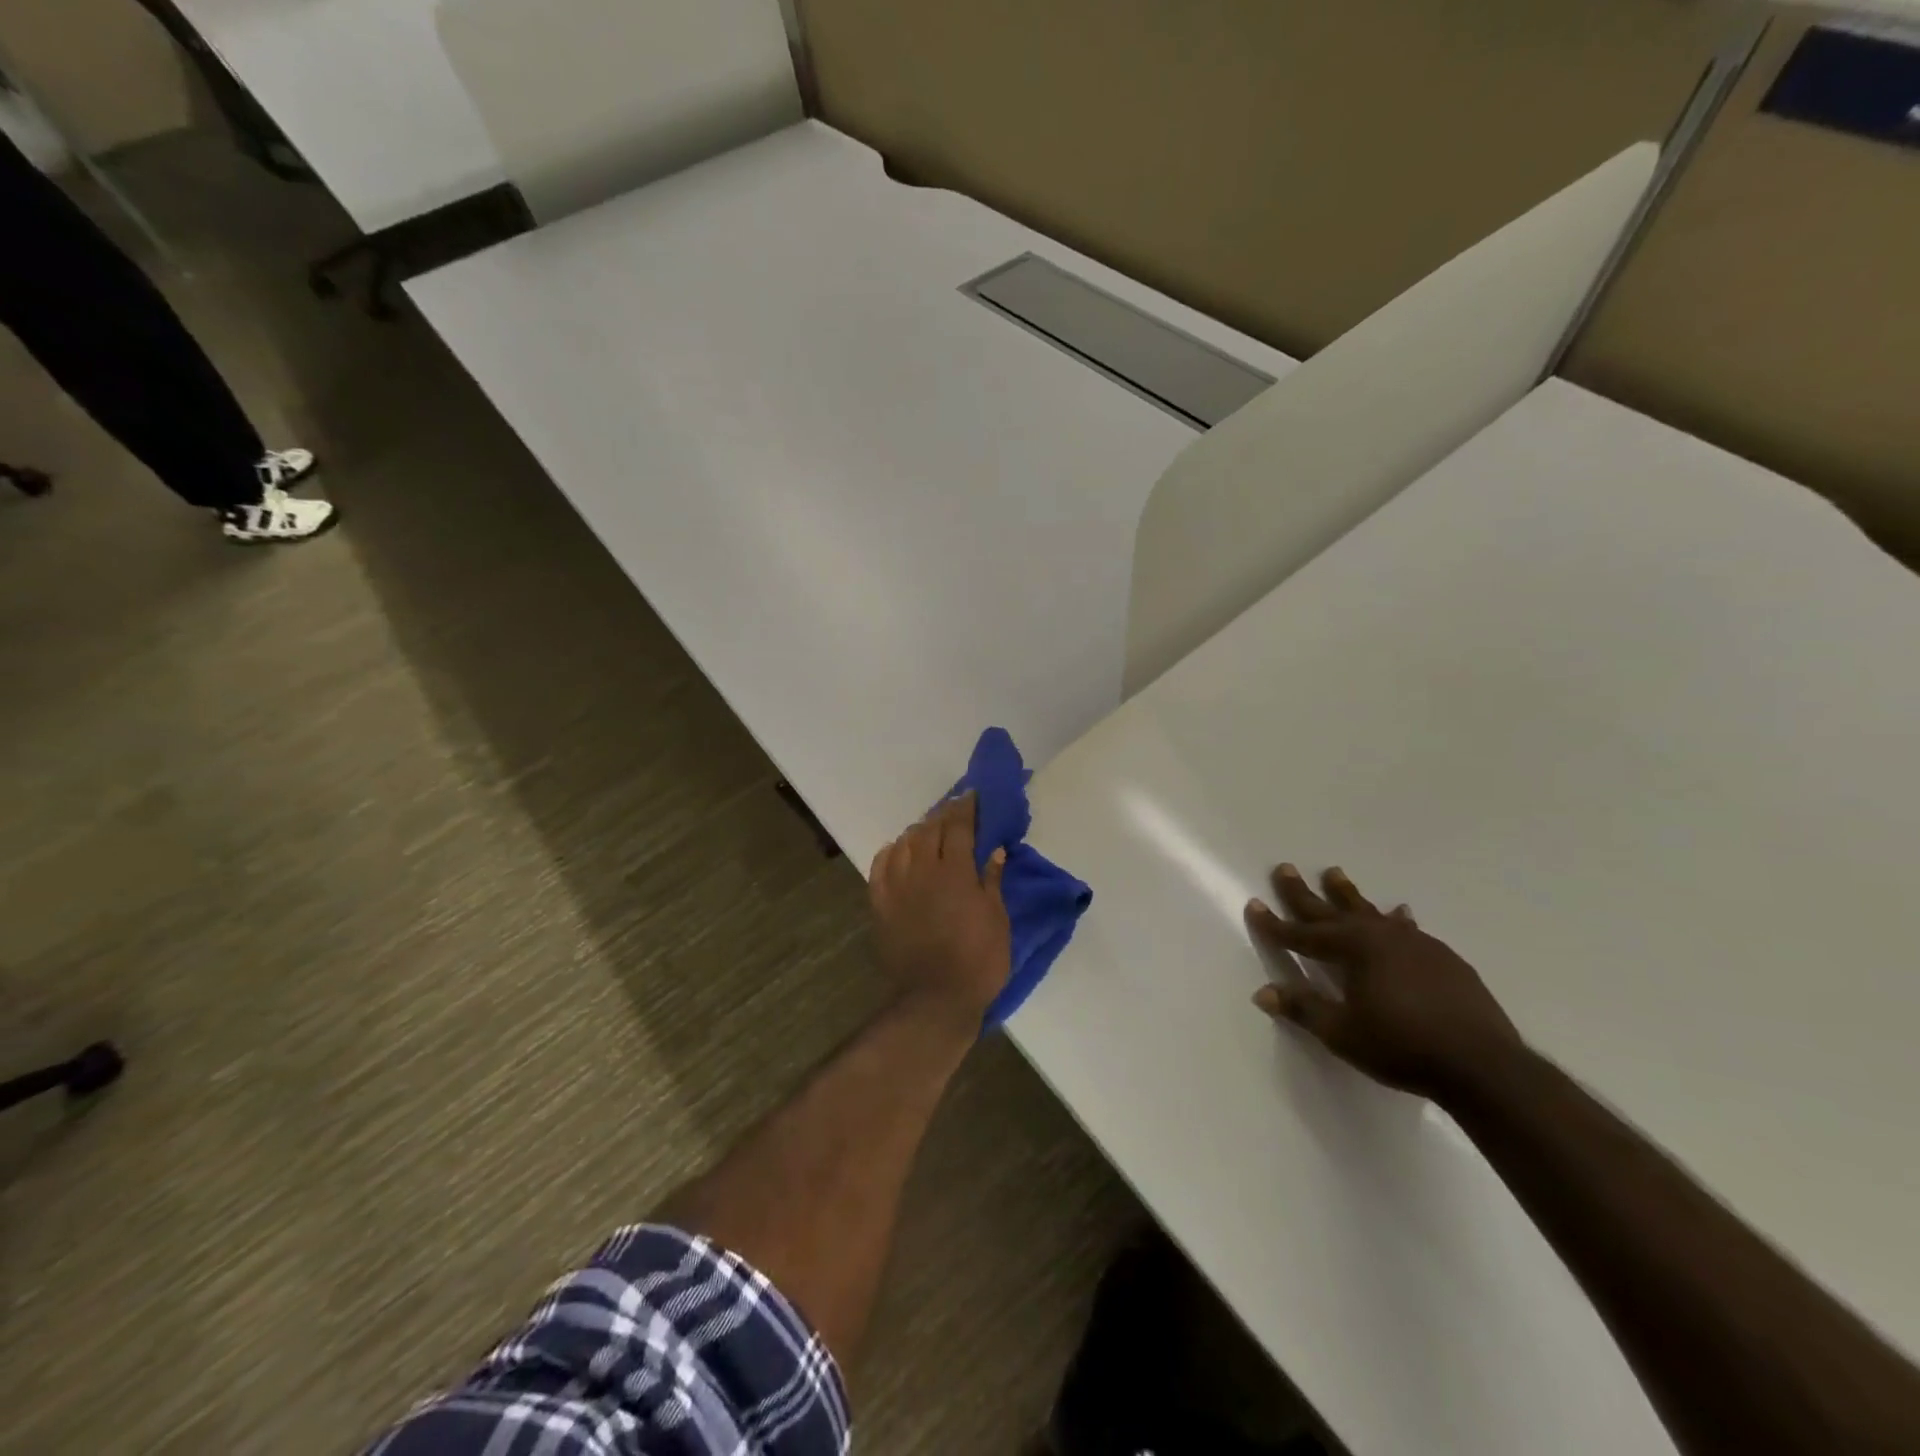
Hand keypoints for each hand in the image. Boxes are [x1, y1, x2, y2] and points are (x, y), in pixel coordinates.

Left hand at [868, 794, 1011, 1029]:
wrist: (934, 999)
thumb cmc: (978, 961)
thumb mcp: (998, 920)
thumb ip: (992, 880)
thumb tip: (994, 849)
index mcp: (956, 872)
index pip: (959, 826)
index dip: (966, 807)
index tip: (972, 796)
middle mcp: (923, 870)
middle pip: (930, 829)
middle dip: (943, 814)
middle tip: (954, 809)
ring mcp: (897, 886)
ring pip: (904, 843)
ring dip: (918, 830)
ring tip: (929, 829)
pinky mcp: (880, 904)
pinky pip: (881, 866)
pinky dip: (891, 852)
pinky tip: (898, 850)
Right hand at [1245, 864, 1521, 1100]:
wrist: (1484, 1066)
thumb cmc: (1402, 1047)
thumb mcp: (1342, 1032)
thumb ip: (1303, 1008)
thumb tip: (1263, 993)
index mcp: (1353, 950)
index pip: (1302, 934)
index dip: (1275, 924)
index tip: (1254, 905)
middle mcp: (1381, 936)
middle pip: (1333, 910)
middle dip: (1304, 893)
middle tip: (1286, 868)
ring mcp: (1416, 944)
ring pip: (1371, 912)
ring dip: (1348, 895)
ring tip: (1334, 874)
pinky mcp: (1444, 958)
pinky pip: (1408, 929)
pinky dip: (1395, 919)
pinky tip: (1400, 914)